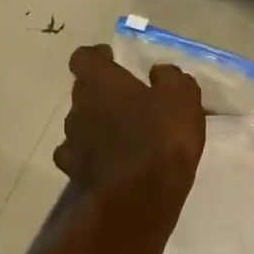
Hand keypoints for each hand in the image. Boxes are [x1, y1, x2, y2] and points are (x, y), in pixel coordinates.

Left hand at [54, 45, 204, 192]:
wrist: (140, 197)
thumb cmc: (162, 137)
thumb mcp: (182, 97)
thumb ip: (170, 78)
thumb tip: (159, 72)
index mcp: (100, 82)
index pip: (84, 57)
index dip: (97, 57)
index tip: (112, 59)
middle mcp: (78, 106)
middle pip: (83, 91)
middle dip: (101, 93)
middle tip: (127, 100)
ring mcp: (72, 141)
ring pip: (80, 123)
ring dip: (97, 124)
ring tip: (122, 134)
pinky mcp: (74, 172)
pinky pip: (79, 155)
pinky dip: (92, 154)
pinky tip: (109, 160)